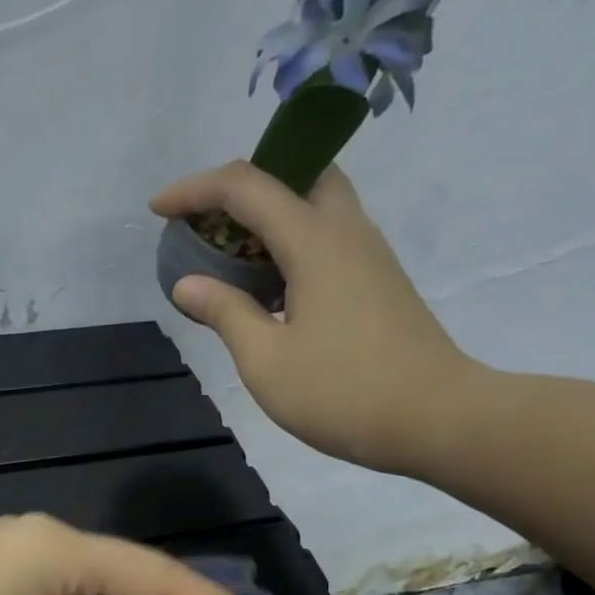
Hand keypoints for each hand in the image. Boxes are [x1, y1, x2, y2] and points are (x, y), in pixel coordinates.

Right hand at [151, 161, 486, 473]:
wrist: (436, 419)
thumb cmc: (343, 392)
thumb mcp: (266, 361)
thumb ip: (225, 313)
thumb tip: (187, 284)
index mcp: (315, 241)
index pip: (246, 187)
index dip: (195, 190)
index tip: (158, 210)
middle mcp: (347, 231)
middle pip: (295, 175)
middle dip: (242, 188)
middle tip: (208, 226)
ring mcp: (369, 255)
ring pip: (316, 205)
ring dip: (269, 217)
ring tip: (231, 259)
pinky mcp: (379, 281)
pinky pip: (328, 237)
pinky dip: (290, 244)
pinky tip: (270, 290)